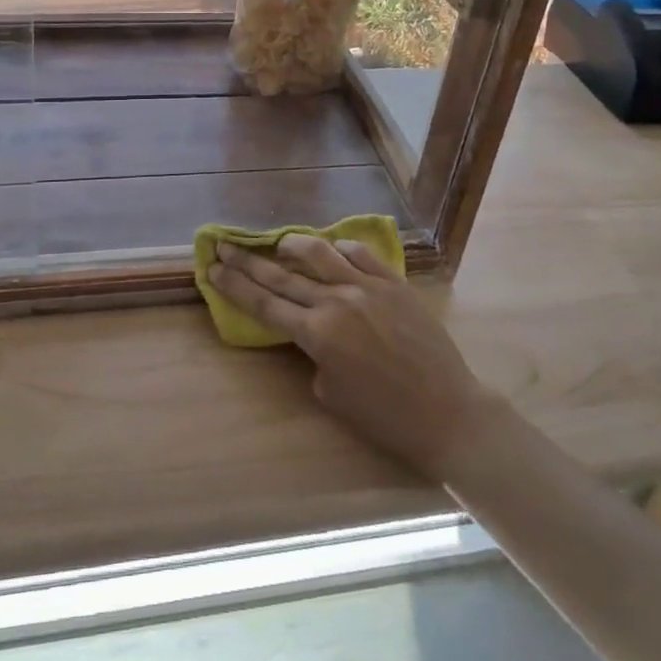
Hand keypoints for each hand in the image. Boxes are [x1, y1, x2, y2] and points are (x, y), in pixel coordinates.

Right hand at [209, 235, 510, 482]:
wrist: (449, 412)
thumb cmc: (387, 418)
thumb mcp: (333, 394)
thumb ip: (313, 356)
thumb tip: (311, 331)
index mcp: (317, 334)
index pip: (264, 304)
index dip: (234, 286)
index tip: (211, 268)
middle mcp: (336, 301)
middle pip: (281, 276)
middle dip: (247, 262)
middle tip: (223, 246)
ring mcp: (367, 287)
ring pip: (319, 253)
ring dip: (292, 245)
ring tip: (277, 243)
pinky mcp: (394, 283)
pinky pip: (360, 254)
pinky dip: (340, 248)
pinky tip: (331, 248)